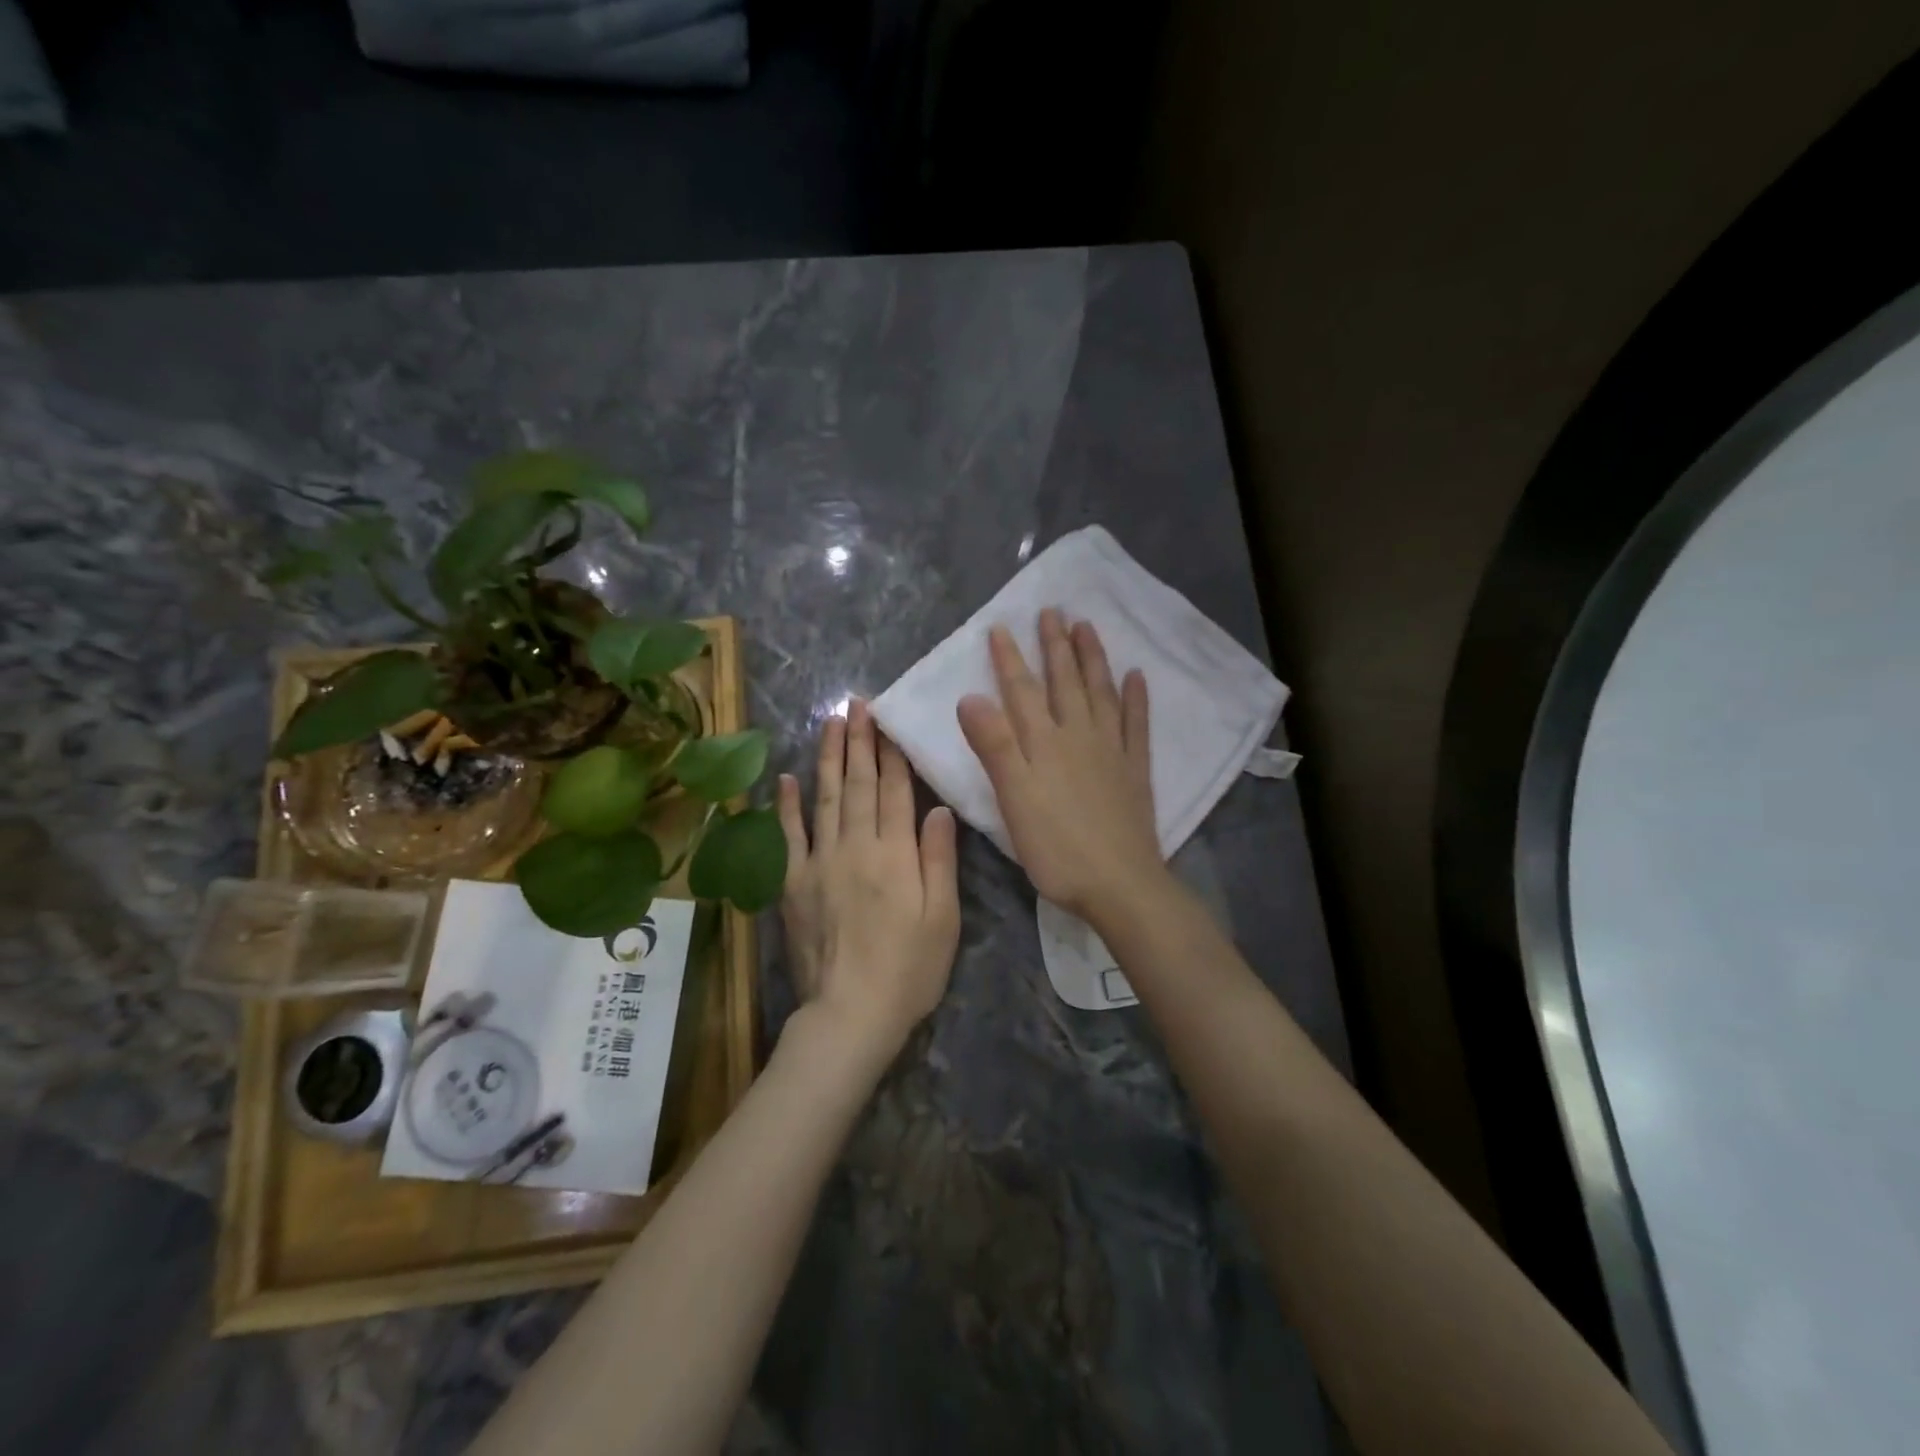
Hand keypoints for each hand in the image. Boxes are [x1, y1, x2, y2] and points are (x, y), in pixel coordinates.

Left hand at [777, 699, 960, 1067]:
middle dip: (859, 741)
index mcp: (896, 854)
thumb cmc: (909, 969)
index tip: (888, 721)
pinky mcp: (793, 884)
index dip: (892, 753)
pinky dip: (786, 806)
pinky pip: (788, 837)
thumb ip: (939, 859)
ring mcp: (820, 863)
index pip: (894, 791)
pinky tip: (786, 777)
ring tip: (830, 722)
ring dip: (827, 757)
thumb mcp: (944, 918)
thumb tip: (937, 808)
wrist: (851, 1014)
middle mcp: (856, 847)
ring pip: (824, 798)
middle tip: (856, 704)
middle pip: (858, 784)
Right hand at [957, 610, 1163, 923]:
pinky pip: (1136, 724)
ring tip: (1087, 627)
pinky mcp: (1134, 770)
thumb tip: (970, 697)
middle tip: (1052, 611)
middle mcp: (1079, 736)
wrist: (1119, 883)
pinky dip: (1136, 698)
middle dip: (1055, 646)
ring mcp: (1111, 750)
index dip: (1010, 659)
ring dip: (1092, 659)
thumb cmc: (1056, 847)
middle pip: (1065, 682)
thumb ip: (994, 746)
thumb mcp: (1013, 798)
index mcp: (1044, 743)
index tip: (1001, 627)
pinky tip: (1137, 676)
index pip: (1022, 692)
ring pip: (1100, 693)